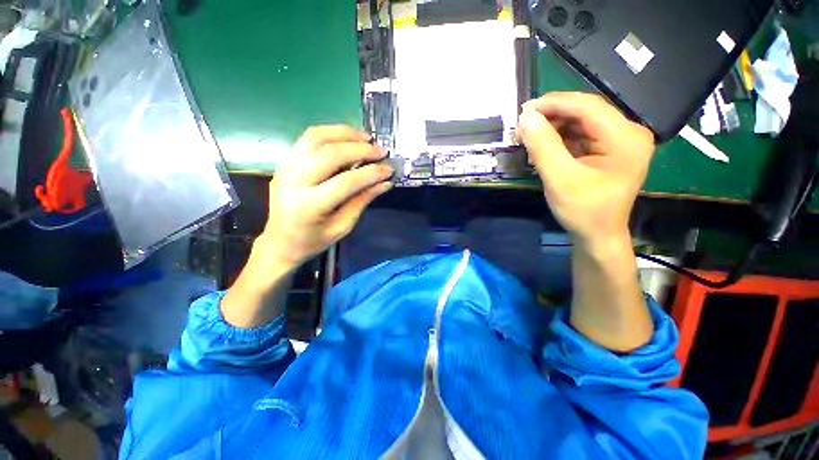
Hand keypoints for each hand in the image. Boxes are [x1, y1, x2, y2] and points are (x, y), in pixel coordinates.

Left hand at [257, 126, 393, 271]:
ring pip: (315, 137)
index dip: (371, 173)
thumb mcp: (343, 226)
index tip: (389, 169)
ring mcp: (285, 168)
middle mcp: (293, 182)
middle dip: (360, 149)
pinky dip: (330, 134)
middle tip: (381, 151)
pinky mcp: (283, 162)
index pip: (346, 182)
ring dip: (344, 133)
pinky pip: (307, 139)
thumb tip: (385, 182)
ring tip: (365, 138)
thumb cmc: (314, 240)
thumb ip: (362, 201)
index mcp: (310, 206)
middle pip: (330, 154)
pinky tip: (345, 139)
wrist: (280, 242)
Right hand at [517, 92, 654, 246]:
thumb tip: (526, 118)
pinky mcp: (608, 149)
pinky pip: (581, 135)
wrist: (597, 235)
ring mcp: (619, 141)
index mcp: (625, 138)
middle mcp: (628, 133)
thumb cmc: (583, 211)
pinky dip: (560, 137)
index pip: (588, 107)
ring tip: (529, 135)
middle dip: (552, 115)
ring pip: (581, 122)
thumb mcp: (559, 179)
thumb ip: (543, 147)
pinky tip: (543, 144)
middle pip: (586, 112)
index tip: (525, 109)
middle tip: (523, 124)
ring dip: (553, 126)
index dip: (555, 104)